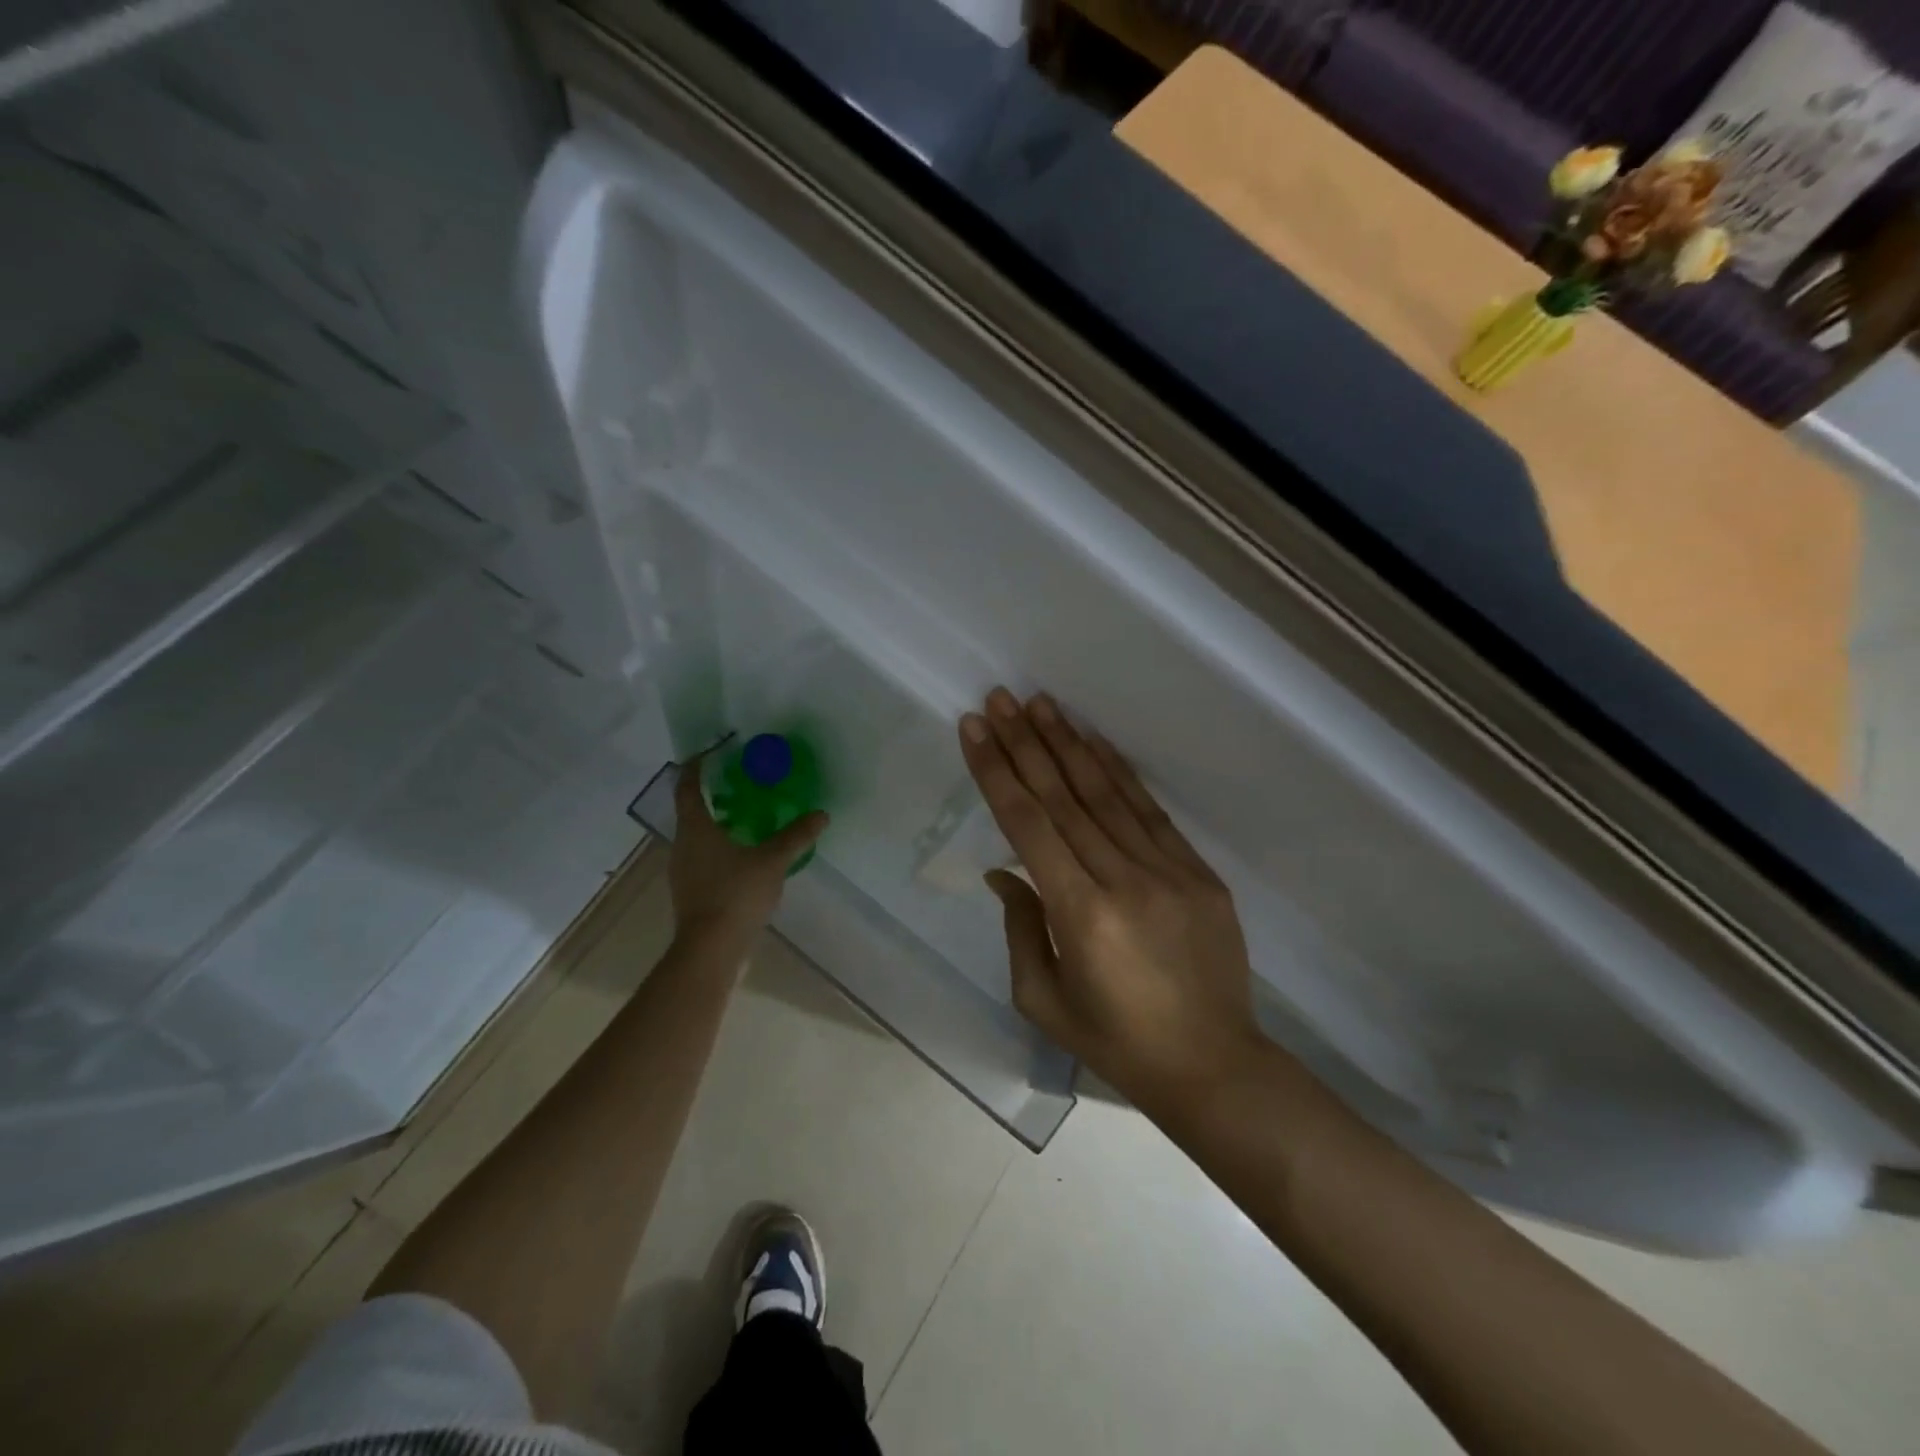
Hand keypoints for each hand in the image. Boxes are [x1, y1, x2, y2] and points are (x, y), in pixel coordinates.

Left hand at [668, 754, 827, 951]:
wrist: (710, 950)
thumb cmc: (735, 895)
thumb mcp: (772, 861)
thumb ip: (796, 836)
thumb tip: (821, 814)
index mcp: (695, 828)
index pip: (687, 786)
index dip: (696, 766)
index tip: (711, 751)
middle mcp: (682, 845)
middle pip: (691, 810)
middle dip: (712, 795)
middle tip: (740, 785)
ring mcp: (683, 871)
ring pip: (697, 836)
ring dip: (717, 824)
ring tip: (747, 819)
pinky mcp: (690, 892)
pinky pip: (703, 859)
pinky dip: (720, 849)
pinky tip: (745, 858)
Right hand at [958, 688, 1265, 1108]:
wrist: (1214, 1066)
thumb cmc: (1116, 1042)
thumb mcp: (1044, 1000)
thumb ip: (1020, 928)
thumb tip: (1004, 873)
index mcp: (1081, 916)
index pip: (1028, 825)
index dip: (997, 772)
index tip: (974, 730)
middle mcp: (1123, 880)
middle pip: (1064, 797)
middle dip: (1026, 743)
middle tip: (1000, 699)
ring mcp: (1168, 871)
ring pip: (1107, 793)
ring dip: (1069, 743)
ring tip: (1040, 703)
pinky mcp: (1198, 872)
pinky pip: (1150, 811)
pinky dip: (1119, 771)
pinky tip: (1094, 742)